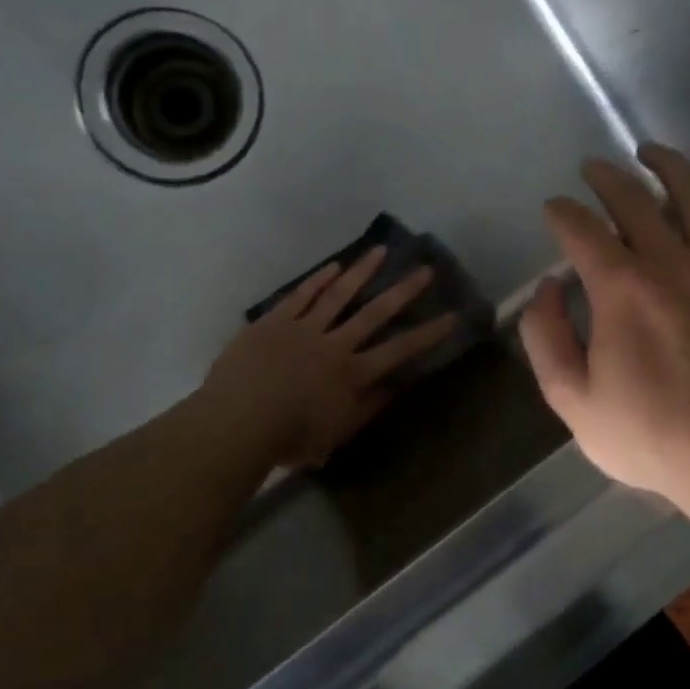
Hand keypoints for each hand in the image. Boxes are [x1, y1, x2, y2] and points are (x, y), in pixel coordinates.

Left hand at [202, 247, 457, 468]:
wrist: (238, 420)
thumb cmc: (289, 437)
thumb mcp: (336, 434)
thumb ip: (367, 409)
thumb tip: (394, 387)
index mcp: (352, 374)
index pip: (399, 350)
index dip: (427, 334)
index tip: (452, 316)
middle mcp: (335, 344)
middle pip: (375, 313)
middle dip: (403, 291)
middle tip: (425, 269)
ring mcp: (304, 328)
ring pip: (339, 295)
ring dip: (362, 272)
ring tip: (381, 251)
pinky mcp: (275, 321)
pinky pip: (301, 296)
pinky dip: (318, 280)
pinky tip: (334, 266)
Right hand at [519, 144, 689, 506]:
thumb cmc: (652, 435)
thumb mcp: (573, 401)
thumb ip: (545, 339)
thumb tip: (547, 289)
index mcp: (620, 287)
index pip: (580, 229)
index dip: (560, 213)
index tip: (553, 210)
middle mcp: (671, 260)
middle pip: (633, 198)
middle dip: (605, 177)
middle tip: (592, 169)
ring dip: (667, 165)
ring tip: (650, 153)